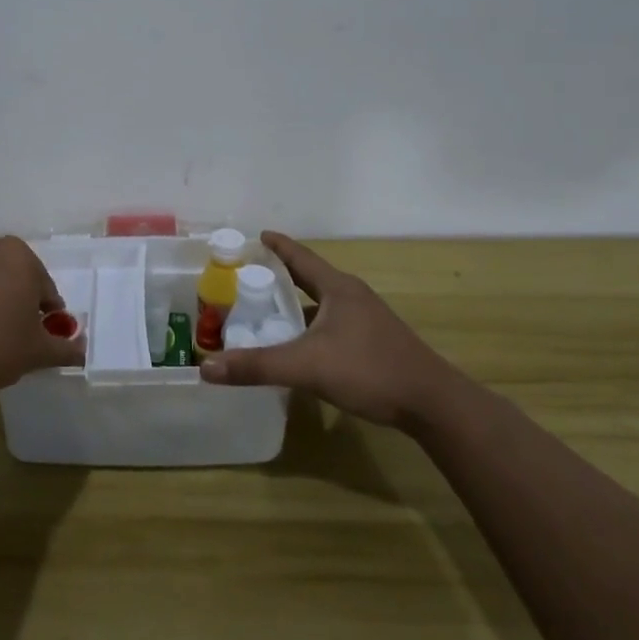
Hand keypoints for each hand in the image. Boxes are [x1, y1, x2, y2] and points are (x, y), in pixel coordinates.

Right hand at [199, 232, 455, 428]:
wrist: (432, 403)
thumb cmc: (369, 370)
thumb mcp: (307, 366)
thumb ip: (256, 366)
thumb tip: (206, 367)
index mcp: (337, 288)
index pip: (300, 257)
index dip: (277, 245)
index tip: (256, 235)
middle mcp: (352, 296)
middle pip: (310, 278)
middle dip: (280, 276)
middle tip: (248, 277)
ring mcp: (367, 320)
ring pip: (322, 304)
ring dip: (296, 305)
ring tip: (266, 312)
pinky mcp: (374, 342)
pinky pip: (332, 324)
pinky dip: (310, 327)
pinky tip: (298, 346)